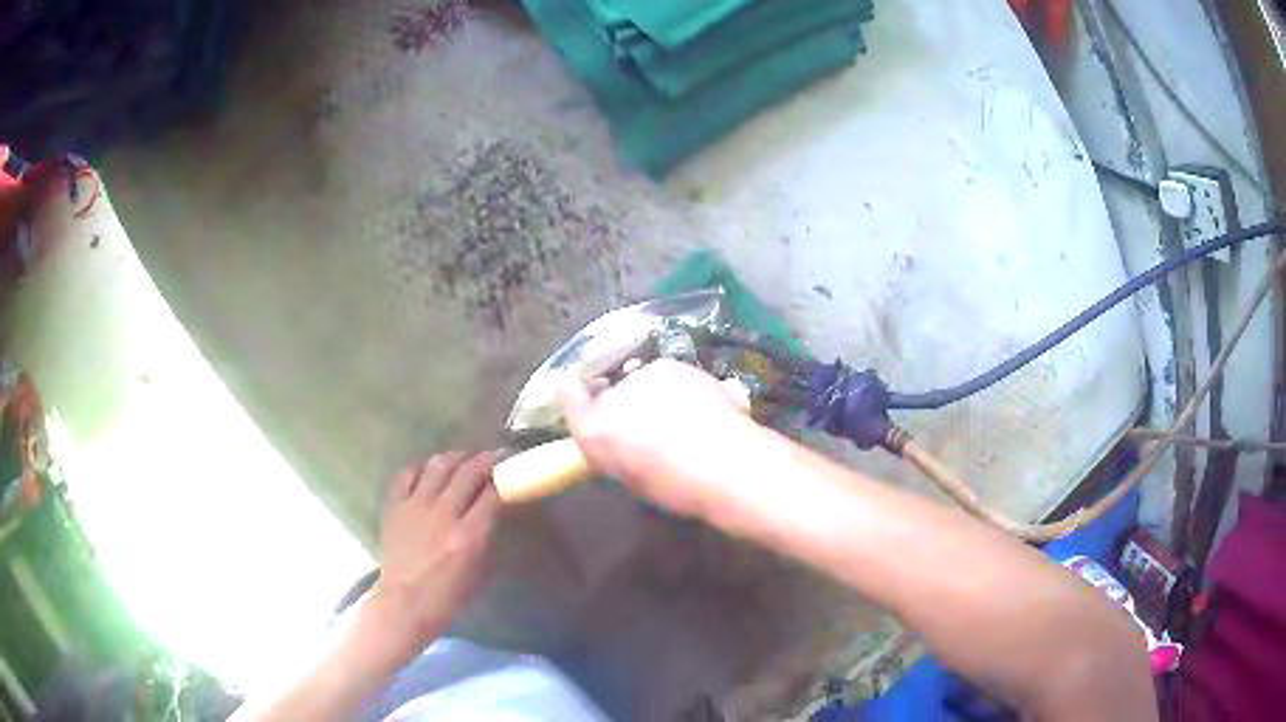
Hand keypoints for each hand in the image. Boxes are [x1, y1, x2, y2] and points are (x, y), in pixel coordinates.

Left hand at [372, 452, 498, 646]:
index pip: (493, 493)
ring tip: (465, 457)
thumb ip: (488, 536)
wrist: (404, 603)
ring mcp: (415, 506)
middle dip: (486, 459)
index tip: (513, 469)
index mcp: (469, 535)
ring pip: (439, 465)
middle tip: (495, 456)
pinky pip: (407, 474)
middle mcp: (443, 514)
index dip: (506, 476)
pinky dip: (422, 467)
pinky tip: (430, 470)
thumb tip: (495, 510)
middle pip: (469, 471)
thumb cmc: (448, 595)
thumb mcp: (481, 571)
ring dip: (456, 456)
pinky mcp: (394, 506)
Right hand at [560, 359, 754, 518]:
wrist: (727, 464)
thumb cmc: (678, 487)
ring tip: (684, 419)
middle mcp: (614, 396)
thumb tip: (625, 443)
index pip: (570, 397)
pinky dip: (680, 386)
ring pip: (643, 382)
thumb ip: (617, 454)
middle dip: (627, 405)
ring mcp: (644, 375)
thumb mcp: (634, 481)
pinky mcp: (674, 364)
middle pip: (612, 393)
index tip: (585, 398)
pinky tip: (701, 407)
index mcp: (596, 431)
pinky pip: (669, 374)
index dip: (576, 397)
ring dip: (655, 394)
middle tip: (653, 428)